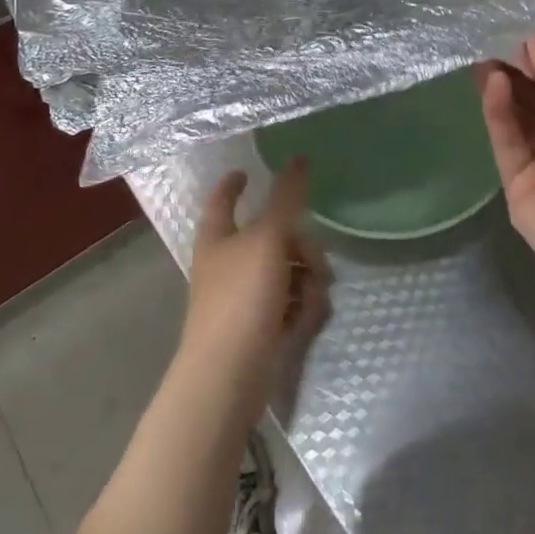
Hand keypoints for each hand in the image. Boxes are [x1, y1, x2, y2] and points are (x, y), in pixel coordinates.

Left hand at [179, 159, 329, 424]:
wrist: (228, 377)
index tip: (247, 172)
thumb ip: (286, 198)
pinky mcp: (259, 328)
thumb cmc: (241, 298)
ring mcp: (242, 298)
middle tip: (316, 259)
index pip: (222, 199)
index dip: (233, 184)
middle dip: (300, 245)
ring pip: (286, 271)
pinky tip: (309, 318)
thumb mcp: (268, 240)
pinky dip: (301, 307)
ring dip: (307, 278)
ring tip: (315, 296)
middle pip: (271, 237)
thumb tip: (298, 157)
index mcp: (218, 237)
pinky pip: (289, 303)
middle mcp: (227, 263)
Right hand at [476, 33, 534, 308]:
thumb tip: (533, 40)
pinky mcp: (519, 187)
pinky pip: (507, 143)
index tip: (524, 41)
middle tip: (494, 47)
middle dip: (521, 75)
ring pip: (520, 121)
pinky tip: (493, 85)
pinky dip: (499, 114)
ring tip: (485, 61)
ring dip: (506, 91)